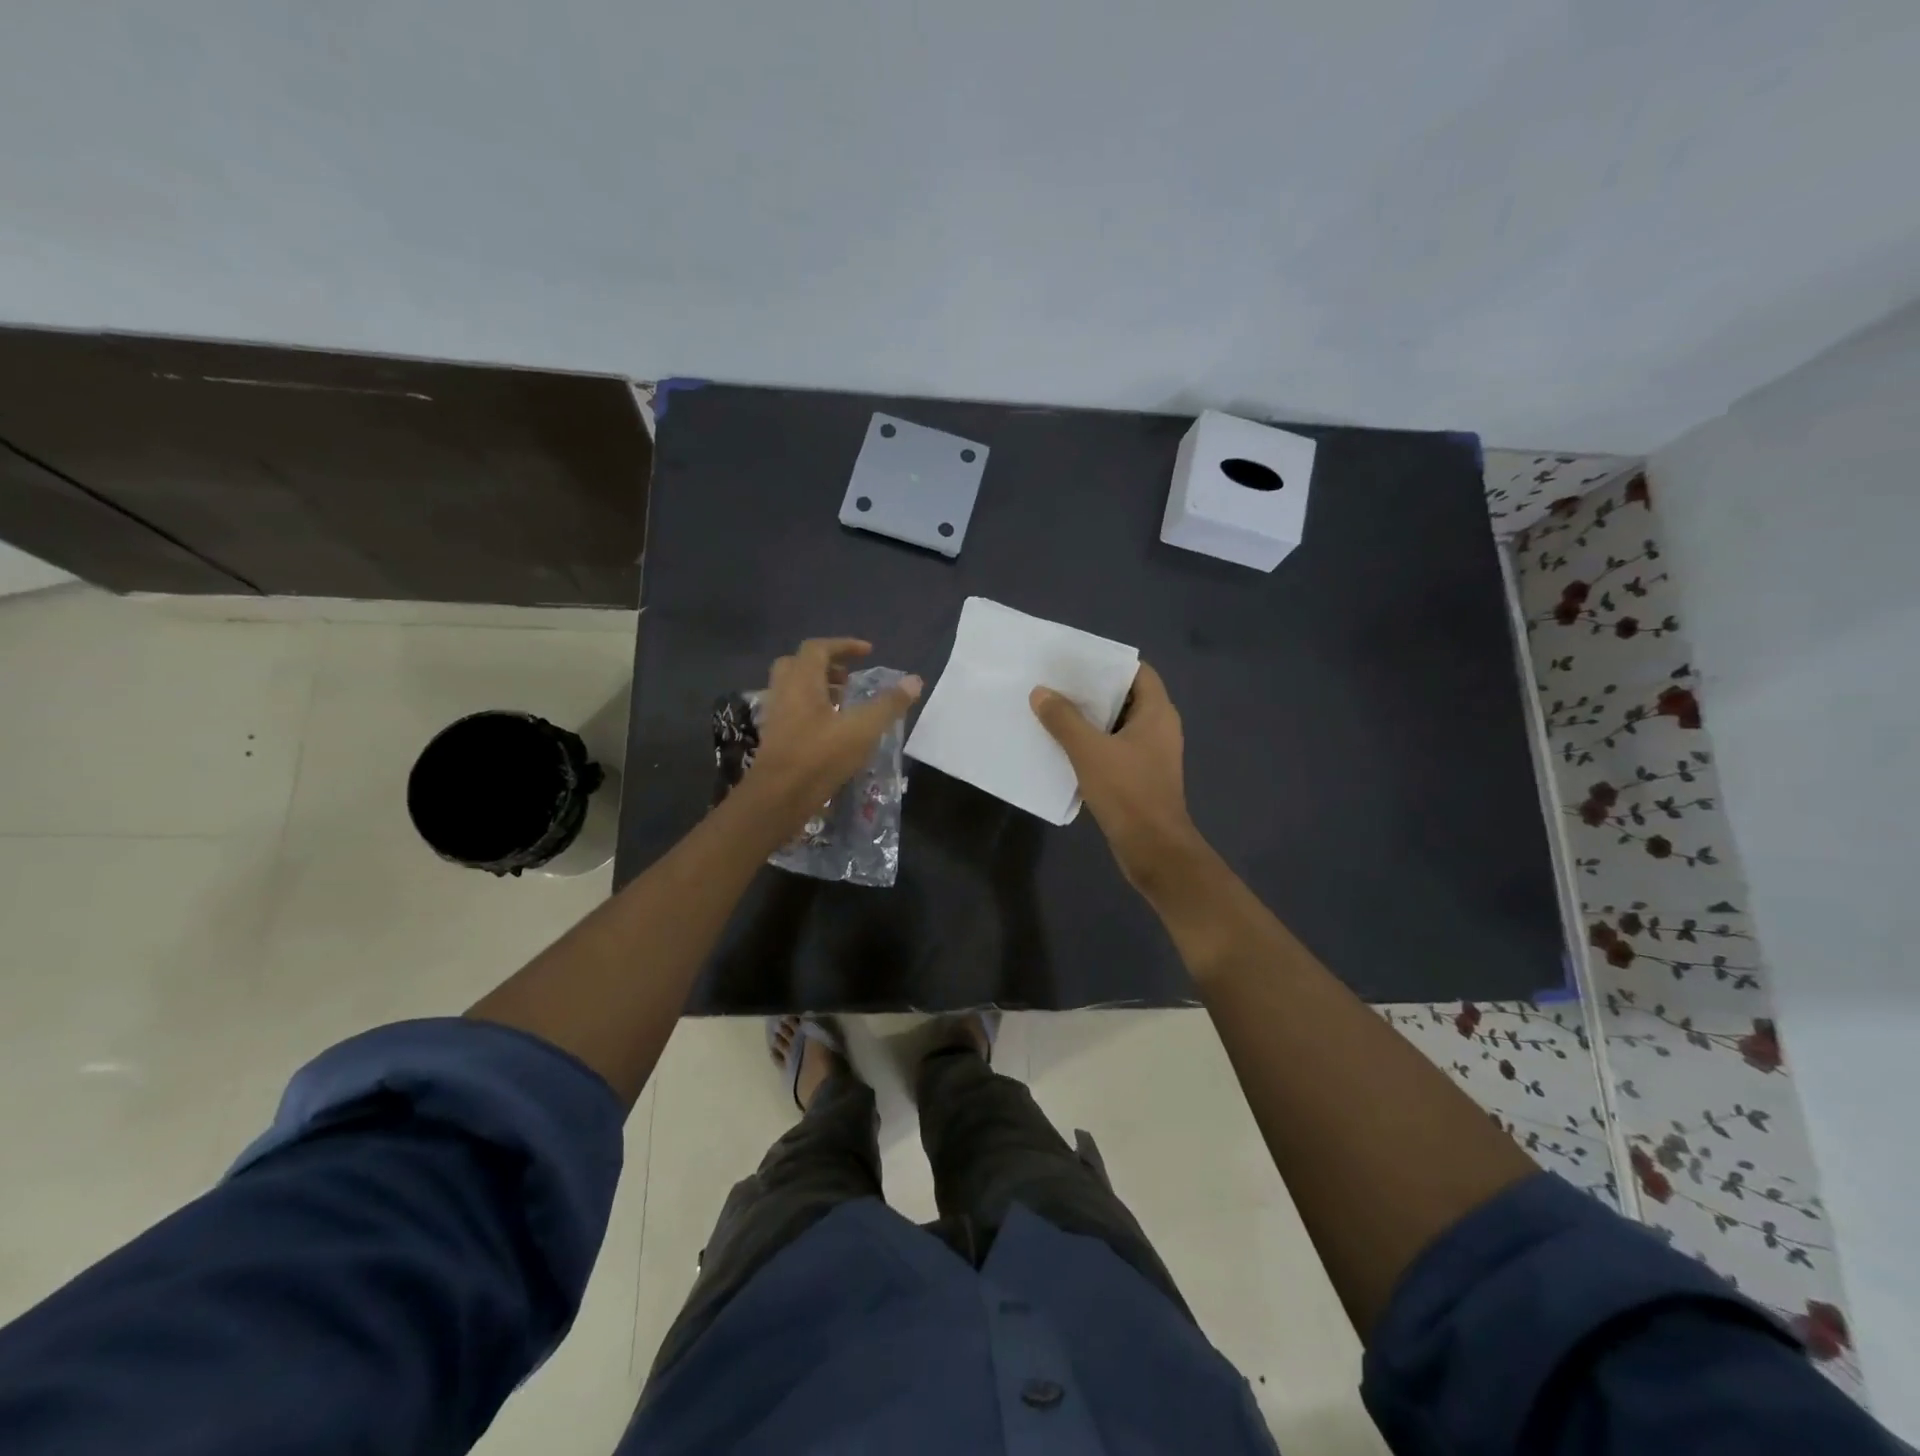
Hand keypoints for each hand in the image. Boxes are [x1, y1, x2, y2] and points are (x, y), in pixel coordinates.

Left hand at [744, 638, 921, 834]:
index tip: (868, 652)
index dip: (844, 645)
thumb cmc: (819, 757)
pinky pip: (792, 711)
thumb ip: (889, 704)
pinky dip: (812, 710)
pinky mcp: (774, 738)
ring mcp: (775, 716)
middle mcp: (783, 692)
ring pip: (794, 689)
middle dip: (826, 665)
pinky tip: (832, 731)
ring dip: (819, 689)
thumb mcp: (862, 729)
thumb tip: (914, 681)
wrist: (777, 798)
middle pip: (799, 664)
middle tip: (849, 678)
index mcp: (802, 681)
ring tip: (845, 704)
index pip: (818, 648)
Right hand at [1030, 662, 1208, 896]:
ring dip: (1089, 719)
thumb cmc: (1127, 792)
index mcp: (1157, 713)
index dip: (1108, 663)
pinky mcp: (1140, 776)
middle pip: (1125, 696)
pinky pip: (1114, 749)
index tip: (1075, 661)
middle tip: (1056, 683)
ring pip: (1117, 725)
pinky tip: (1063, 746)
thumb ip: (1064, 719)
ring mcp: (1151, 754)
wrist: (1153, 849)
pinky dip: (1092, 743)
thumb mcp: (1089, 751)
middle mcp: (1159, 728)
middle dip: (1092, 690)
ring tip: (1052, 710)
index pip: (1137, 671)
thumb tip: (1041, 692)